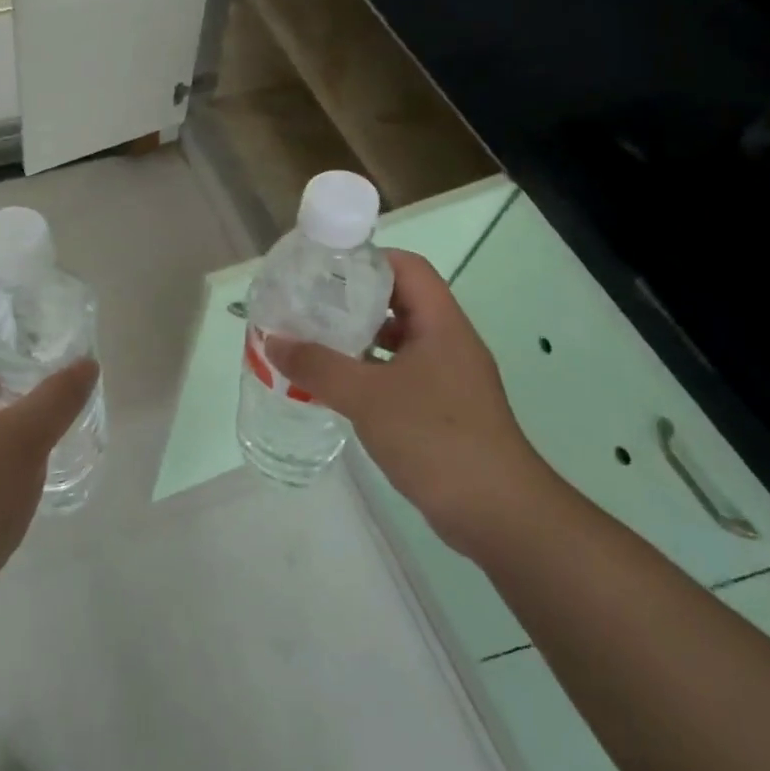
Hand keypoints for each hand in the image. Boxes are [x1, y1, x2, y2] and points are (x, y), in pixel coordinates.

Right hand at [267, 249, 559, 556]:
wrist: (496, 511)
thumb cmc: (435, 437)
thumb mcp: (367, 396)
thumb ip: (318, 366)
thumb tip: (273, 341)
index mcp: (441, 324)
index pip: (409, 268)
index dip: (369, 259)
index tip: (325, 268)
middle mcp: (448, 343)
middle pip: (401, 302)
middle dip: (354, 300)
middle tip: (309, 305)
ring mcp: (448, 378)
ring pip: (399, 342)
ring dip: (359, 339)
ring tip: (314, 342)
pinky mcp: (443, 410)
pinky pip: (400, 375)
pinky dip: (369, 373)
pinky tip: (337, 387)